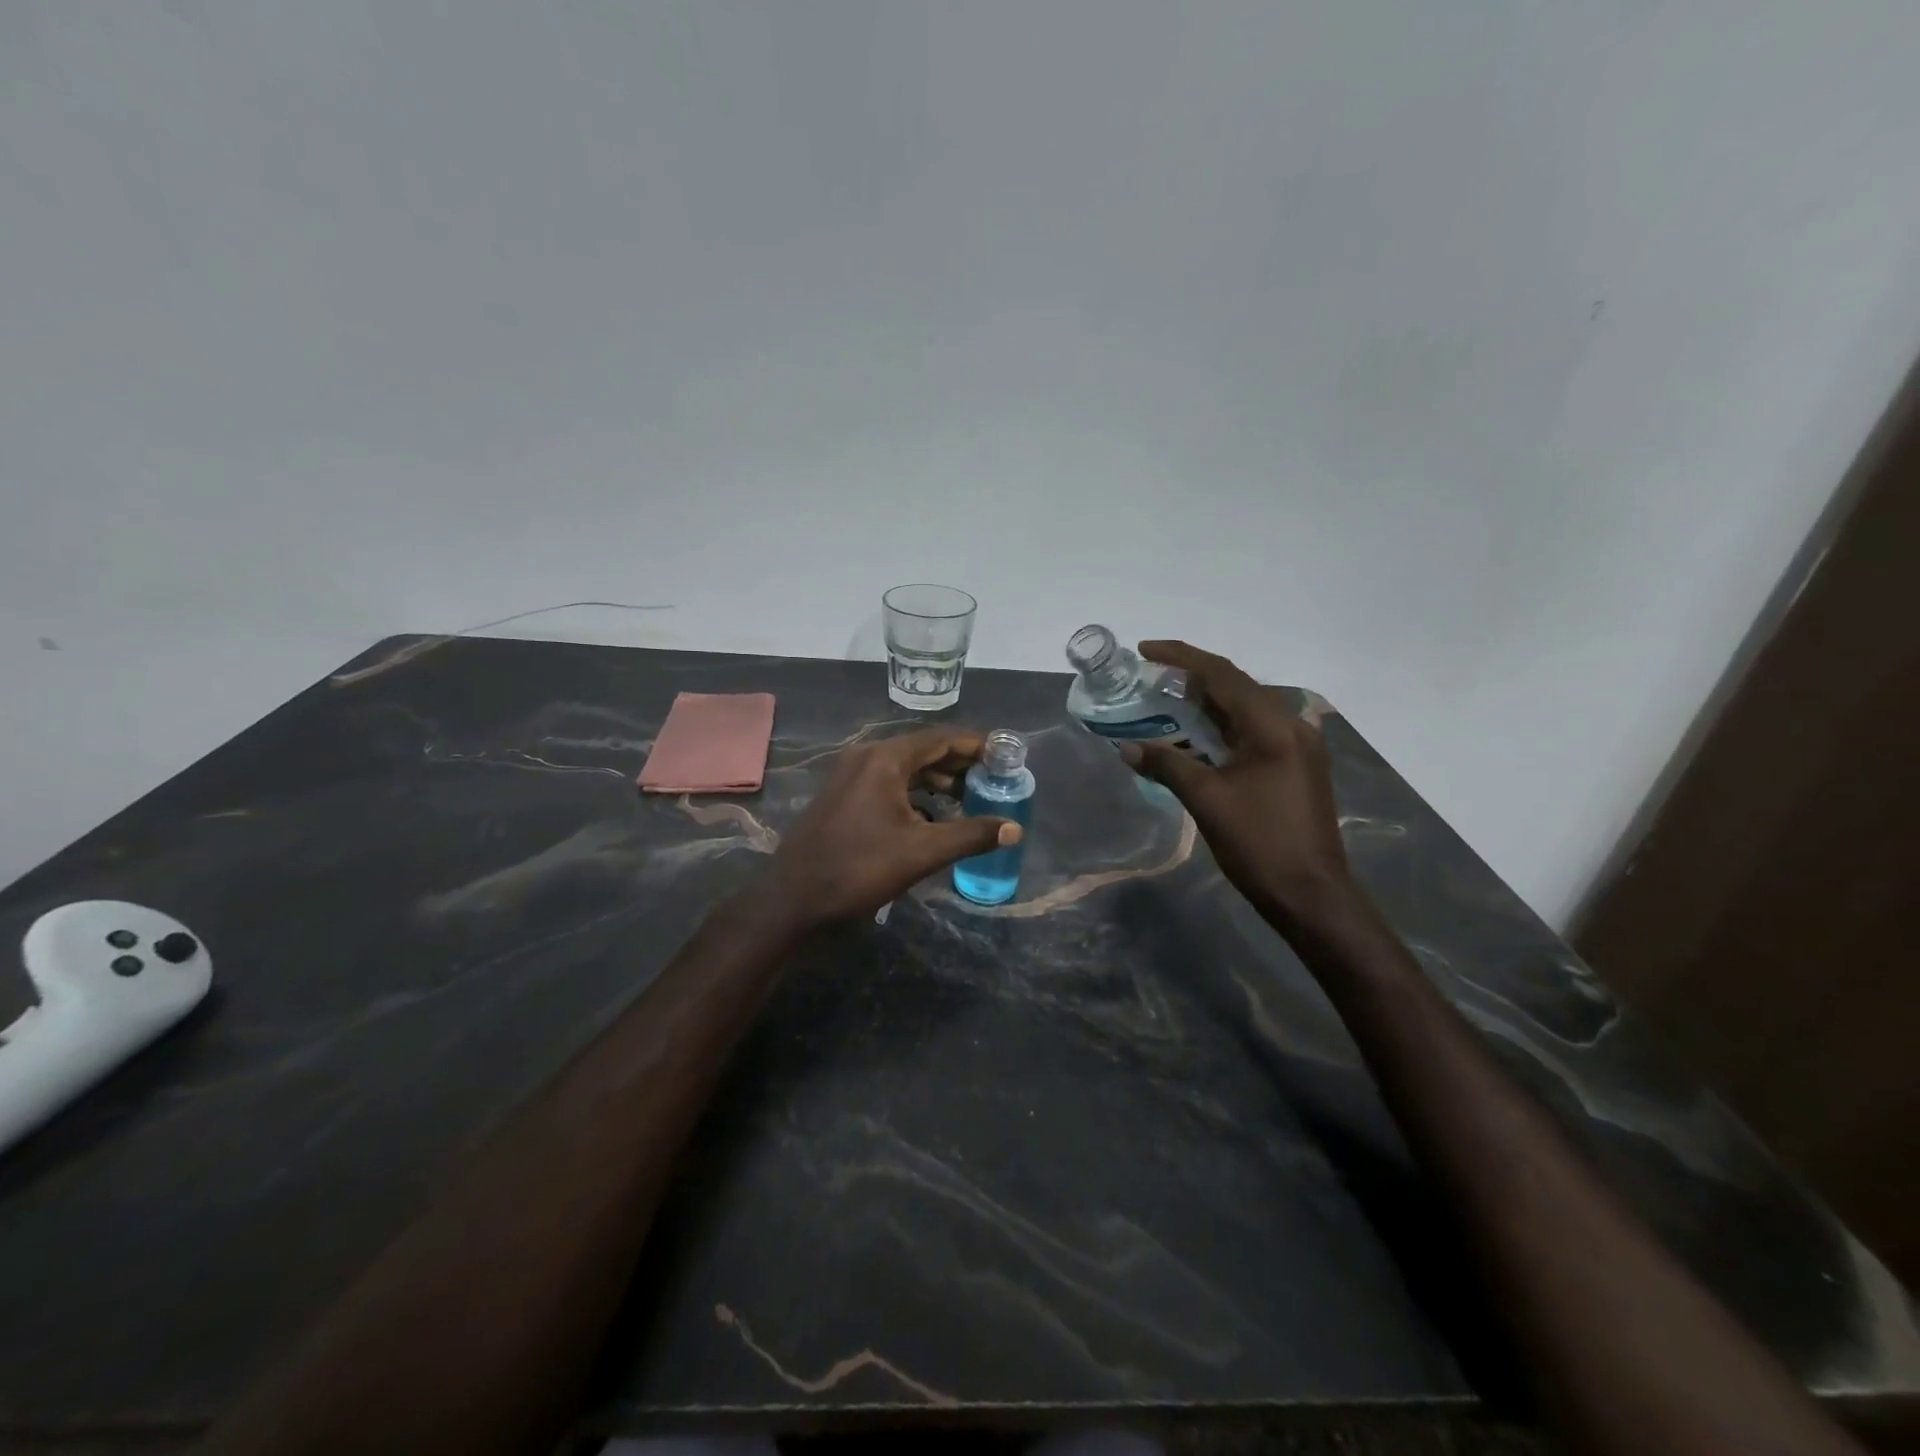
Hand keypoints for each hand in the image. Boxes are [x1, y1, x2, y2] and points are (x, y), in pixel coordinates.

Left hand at [761, 727, 1021, 926]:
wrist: (794, 898)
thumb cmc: (860, 867)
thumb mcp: (923, 851)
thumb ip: (972, 835)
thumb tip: (1015, 828)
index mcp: (885, 759)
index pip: (940, 738)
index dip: (975, 745)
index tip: (1003, 755)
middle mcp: (866, 757)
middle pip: (922, 750)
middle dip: (958, 763)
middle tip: (992, 777)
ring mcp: (850, 776)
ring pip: (904, 768)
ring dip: (936, 779)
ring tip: (968, 796)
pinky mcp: (842, 796)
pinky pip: (888, 783)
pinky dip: (914, 793)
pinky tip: (932, 816)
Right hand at [1117, 641, 1353, 929]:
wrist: (1312, 895)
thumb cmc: (1259, 844)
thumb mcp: (1207, 800)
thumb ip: (1167, 765)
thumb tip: (1126, 748)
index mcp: (1273, 727)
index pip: (1223, 675)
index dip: (1181, 657)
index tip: (1145, 650)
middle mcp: (1291, 725)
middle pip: (1236, 686)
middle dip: (1191, 678)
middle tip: (1150, 678)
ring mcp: (1298, 746)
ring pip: (1246, 709)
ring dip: (1206, 703)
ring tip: (1166, 702)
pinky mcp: (1296, 766)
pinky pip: (1254, 731)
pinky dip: (1222, 727)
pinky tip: (1196, 736)